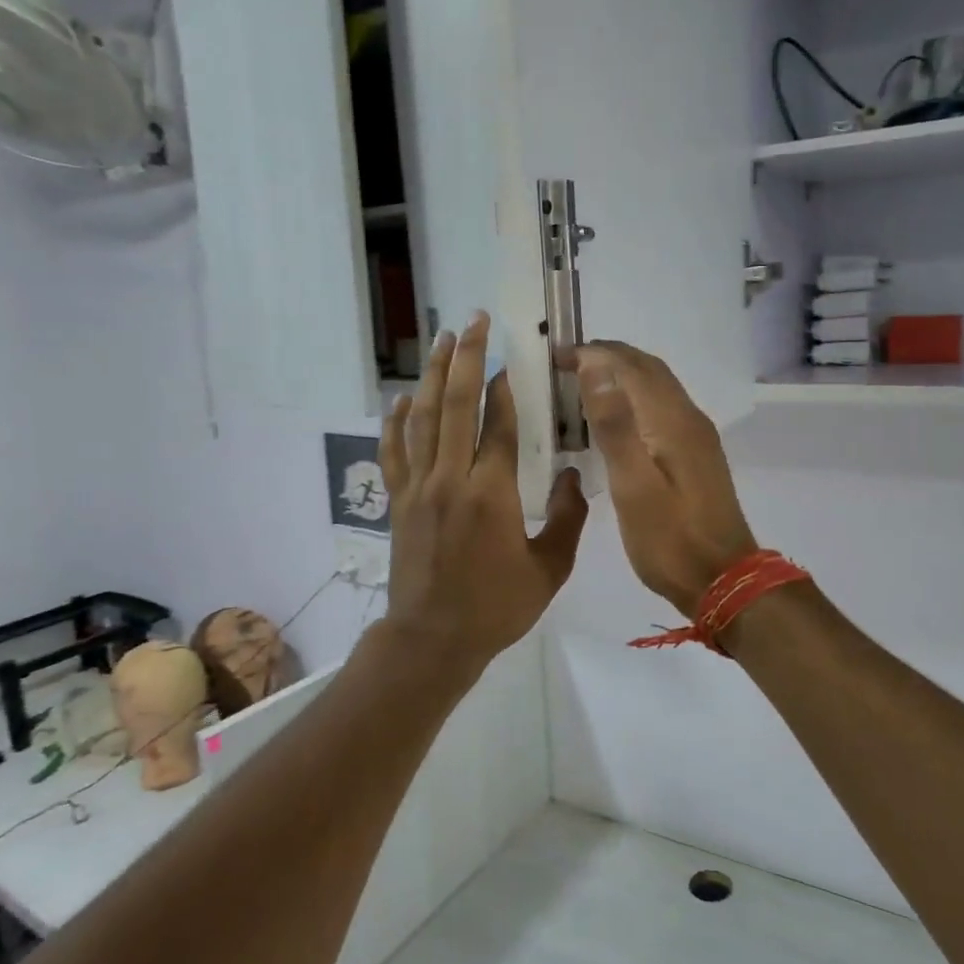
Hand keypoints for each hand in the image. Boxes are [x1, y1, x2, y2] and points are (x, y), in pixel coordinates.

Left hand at [379, 312, 588, 676]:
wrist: (432, 640)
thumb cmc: (495, 608)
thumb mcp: (549, 570)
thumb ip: (566, 518)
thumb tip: (569, 474)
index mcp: (490, 494)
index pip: (497, 424)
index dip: (506, 387)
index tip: (514, 359)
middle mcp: (450, 479)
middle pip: (456, 405)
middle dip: (467, 359)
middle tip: (475, 322)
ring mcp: (418, 488)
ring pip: (423, 419)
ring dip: (434, 376)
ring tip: (443, 340)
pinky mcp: (398, 501)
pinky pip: (394, 452)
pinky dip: (395, 422)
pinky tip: (400, 397)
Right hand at [567, 342, 757, 615]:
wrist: (724, 580)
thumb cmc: (670, 539)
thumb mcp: (634, 486)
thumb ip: (615, 426)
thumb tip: (596, 367)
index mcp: (672, 421)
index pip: (630, 366)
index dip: (593, 353)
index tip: (554, 358)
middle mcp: (689, 418)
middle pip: (648, 369)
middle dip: (607, 357)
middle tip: (564, 365)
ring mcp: (696, 436)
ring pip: (658, 386)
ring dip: (622, 375)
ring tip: (583, 384)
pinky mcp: (696, 454)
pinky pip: (663, 407)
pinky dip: (635, 397)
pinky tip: (616, 419)